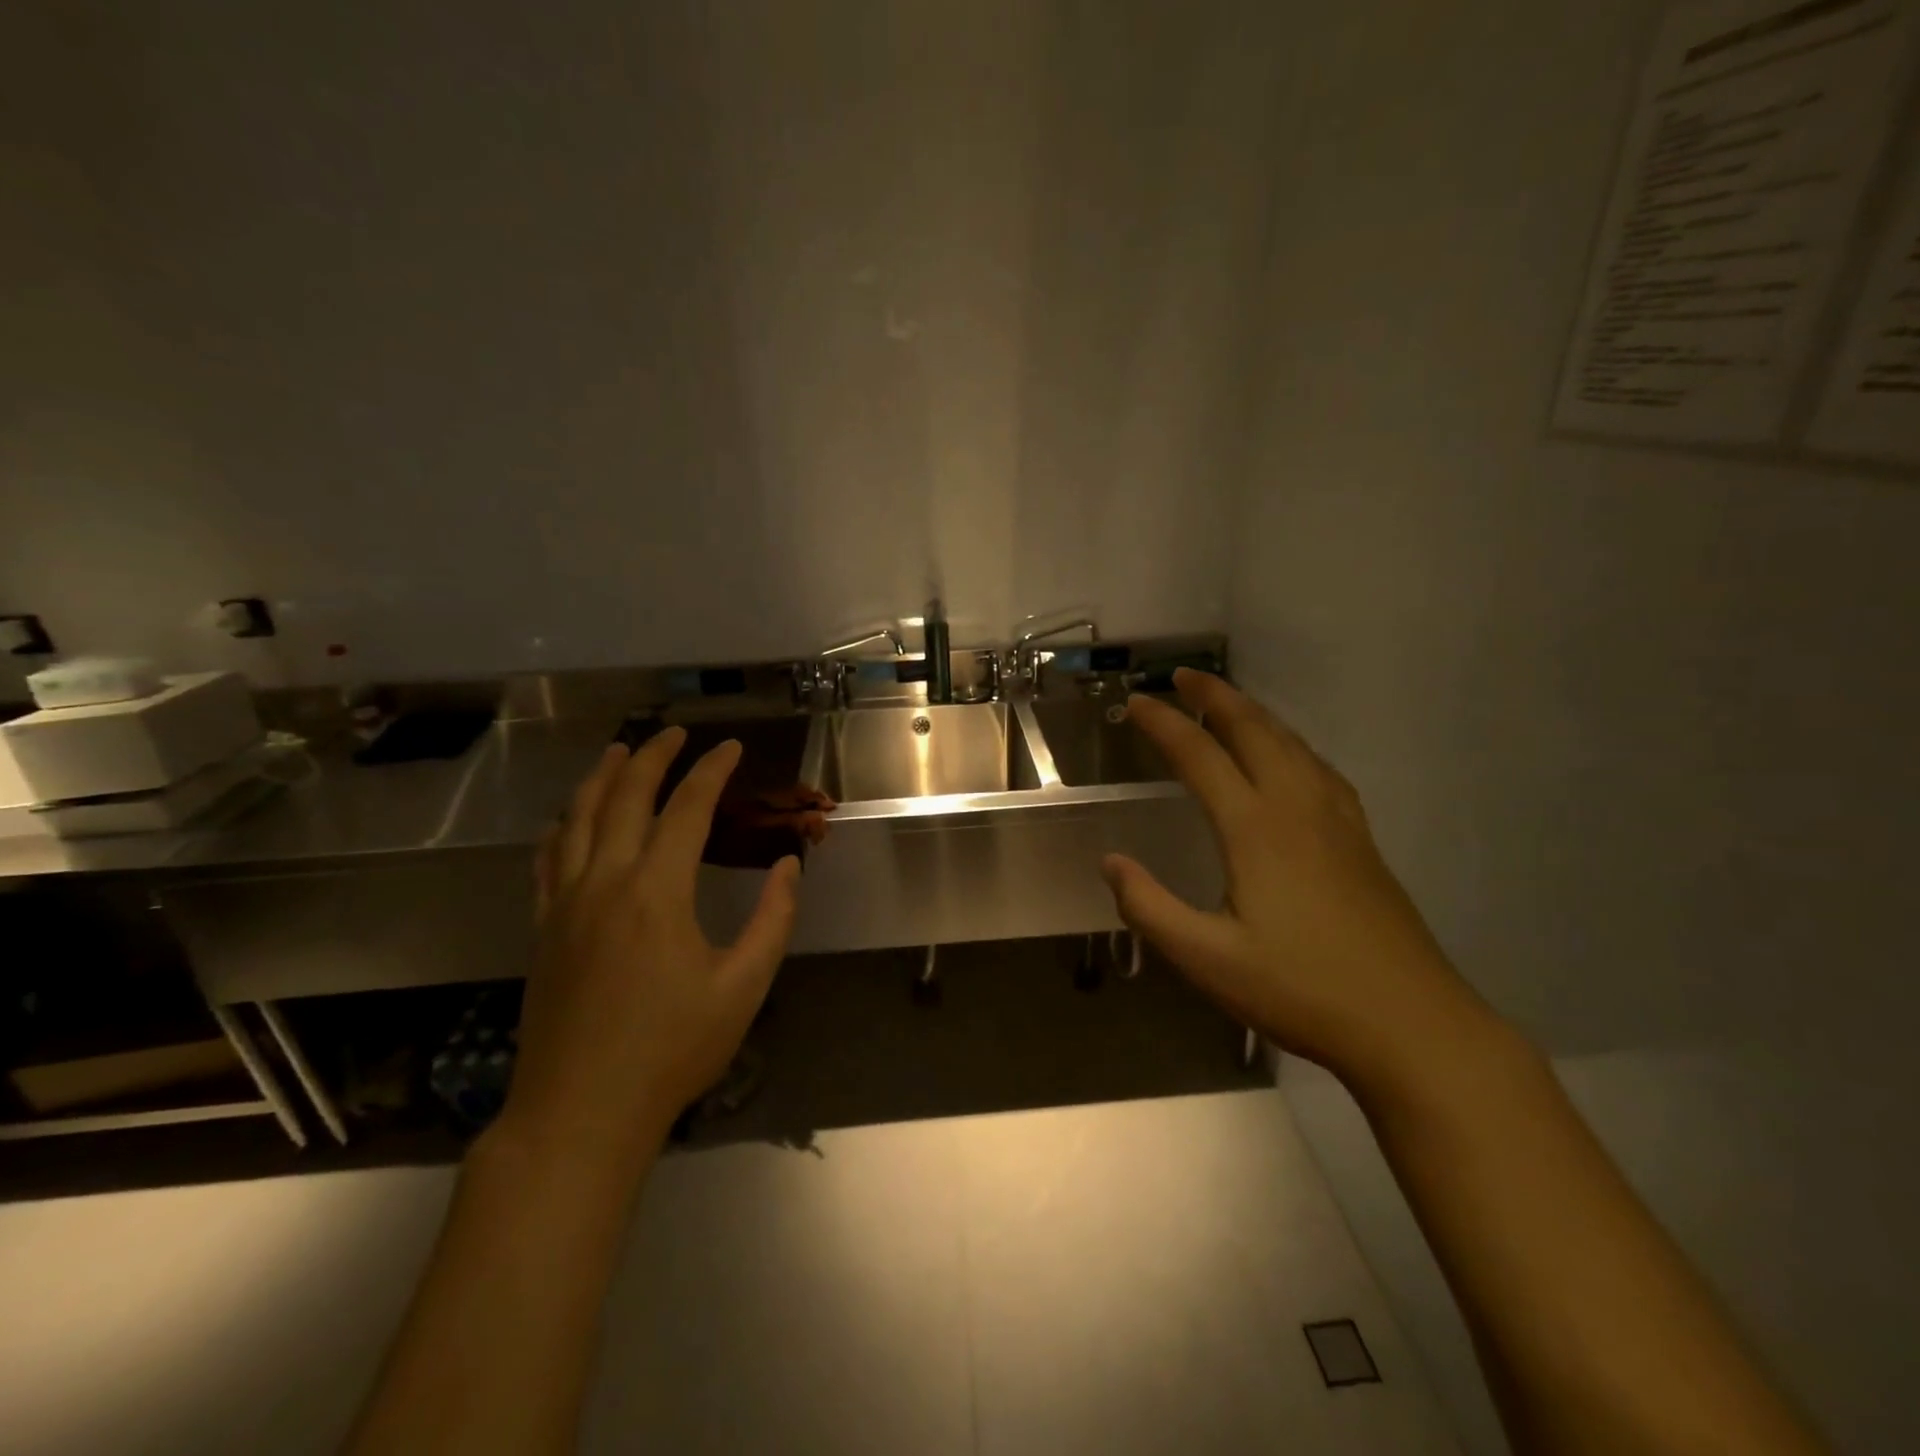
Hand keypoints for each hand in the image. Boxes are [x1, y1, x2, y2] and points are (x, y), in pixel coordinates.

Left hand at [503, 729, 800, 1166]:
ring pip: (577, 819)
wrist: (580, 1113)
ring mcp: (565, 904)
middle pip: (625, 798)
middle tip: (676, 733)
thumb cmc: (671, 1050)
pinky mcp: (544, 929)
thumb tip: (789, 865)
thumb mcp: (743, 987)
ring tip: (620, 752)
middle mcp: (605, 882)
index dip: (711, 772)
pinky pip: (547, 859)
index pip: (687, 809)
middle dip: (653, 757)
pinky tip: (568, 818)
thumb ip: (773, 919)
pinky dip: (562, 825)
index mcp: (656, 891)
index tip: (730, 748)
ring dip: (601, 778)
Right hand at [1104, 670, 1494, 1088]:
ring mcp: (1338, 822)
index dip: (1165, 724)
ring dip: (1256, 714)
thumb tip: (1111, 862)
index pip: (1201, 755)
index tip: (1135, 703)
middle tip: (1184, 676)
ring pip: (1293, 744)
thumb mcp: (1206, 959)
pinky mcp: (1362, 842)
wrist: (1411, 1024)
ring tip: (1229, 703)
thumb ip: (1149, 907)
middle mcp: (1298, 808)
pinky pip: (1320, 768)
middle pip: (1255, 731)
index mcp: (1257, 828)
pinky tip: (1292, 758)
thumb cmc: (1300, 989)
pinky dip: (1292, 744)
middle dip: (1217, 697)